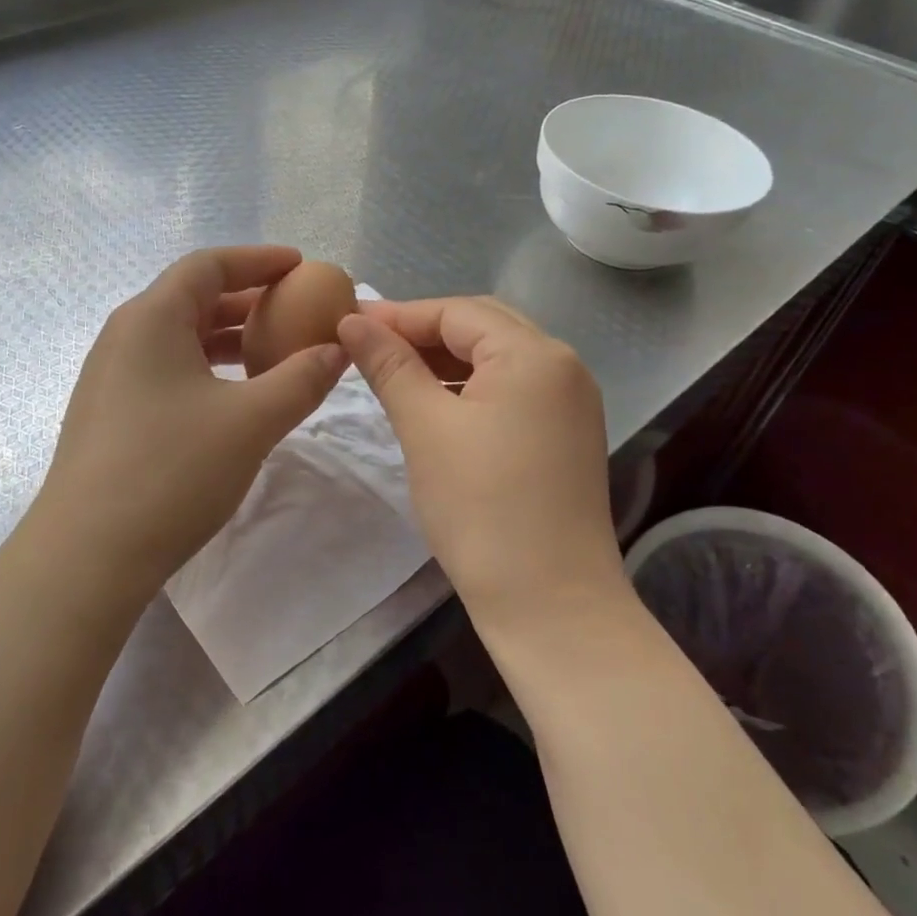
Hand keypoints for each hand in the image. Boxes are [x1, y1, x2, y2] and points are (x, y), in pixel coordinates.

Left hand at [33, 247, 348, 599]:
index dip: (258, 260)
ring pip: (179, 337)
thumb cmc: (172, 472)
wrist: (88, 554)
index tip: (301, 266)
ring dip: (228, 338)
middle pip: (193, 298)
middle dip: (248, 300)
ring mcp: (112, 376)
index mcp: (152, 318)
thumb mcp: (252, 421)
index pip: (209, 265)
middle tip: (296, 312)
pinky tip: (234, 397)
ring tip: (273, 352)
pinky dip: (207, 368)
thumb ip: (301, 379)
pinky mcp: (111, 413)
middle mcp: (125, 335)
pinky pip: (167, 369)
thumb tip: (337, 350)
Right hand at [338, 297, 623, 621]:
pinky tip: (435, 404)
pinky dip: (469, 388)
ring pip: (496, 360)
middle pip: (482, 327)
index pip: (457, 312)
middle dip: (423, 332)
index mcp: (534, 354)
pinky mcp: (566, 435)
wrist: (550, 603)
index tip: (346, 323)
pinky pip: (511, 390)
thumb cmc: (481, 507)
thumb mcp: (424, 427)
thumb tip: (351, 321)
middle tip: (367, 346)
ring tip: (393, 373)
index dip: (398, 315)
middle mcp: (563, 366)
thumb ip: (389, 365)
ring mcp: (571, 403)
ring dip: (445, 360)